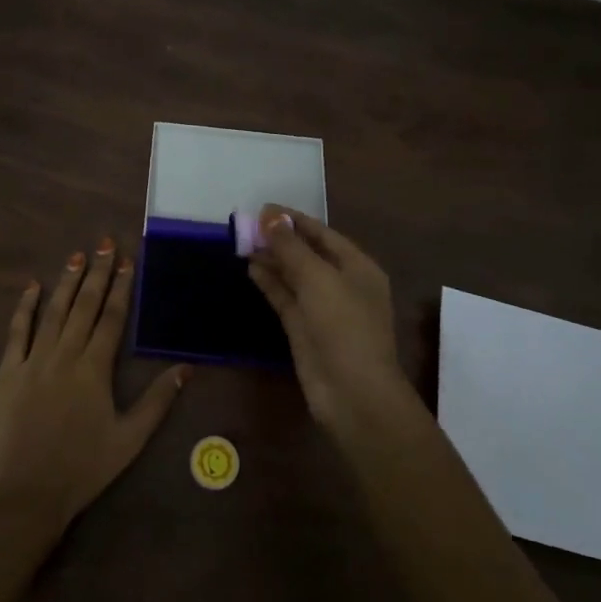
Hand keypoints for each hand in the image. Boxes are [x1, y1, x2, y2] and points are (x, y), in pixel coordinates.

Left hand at [0, 237, 189, 529]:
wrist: (24, 499)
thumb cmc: (82, 470)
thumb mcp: (129, 440)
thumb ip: (157, 401)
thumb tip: (186, 368)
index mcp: (94, 370)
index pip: (111, 318)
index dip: (120, 287)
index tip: (126, 260)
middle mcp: (64, 356)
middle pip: (83, 306)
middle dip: (96, 273)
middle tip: (103, 244)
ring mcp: (32, 362)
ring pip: (53, 312)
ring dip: (66, 282)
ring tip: (76, 255)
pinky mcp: (6, 374)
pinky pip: (16, 333)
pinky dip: (24, 308)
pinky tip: (31, 287)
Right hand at [248, 208, 410, 434]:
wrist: (352, 393)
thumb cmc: (343, 326)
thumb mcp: (318, 278)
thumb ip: (291, 247)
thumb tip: (270, 216)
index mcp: (358, 267)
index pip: (323, 233)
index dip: (294, 220)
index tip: (263, 208)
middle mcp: (342, 284)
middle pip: (307, 253)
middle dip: (280, 239)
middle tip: (247, 225)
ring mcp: (322, 308)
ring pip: (294, 275)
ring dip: (272, 259)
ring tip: (243, 243)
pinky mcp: (305, 329)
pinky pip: (285, 297)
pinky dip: (270, 282)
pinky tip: (251, 268)